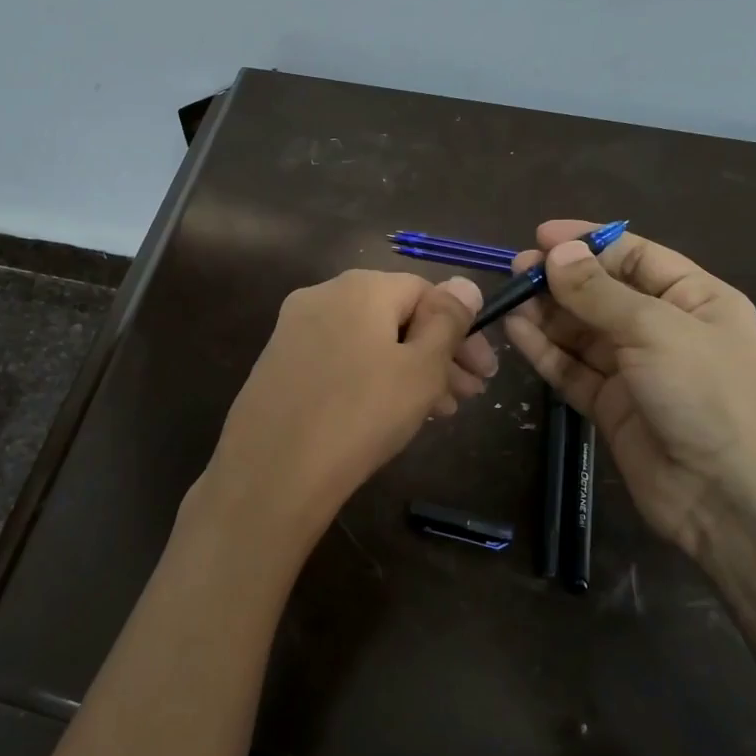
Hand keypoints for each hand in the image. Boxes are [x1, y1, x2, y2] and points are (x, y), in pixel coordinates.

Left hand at [188, 270, 495, 571]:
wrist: (272, 471)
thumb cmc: (361, 414)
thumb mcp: (421, 368)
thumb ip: (449, 322)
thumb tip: (466, 284)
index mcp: (360, 286)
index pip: (426, 291)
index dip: (462, 330)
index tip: (484, 373)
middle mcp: (323, 295)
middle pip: (396, 316)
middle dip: (438, 353)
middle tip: (468, 396)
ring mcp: (295, 329)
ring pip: (368, 341)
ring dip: (408, 369)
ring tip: (437, 411)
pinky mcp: (279, 363)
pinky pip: (339, 359)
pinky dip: (370, 378)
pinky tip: (388, 414)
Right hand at [503, 221, 755, 561]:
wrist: (730, 498)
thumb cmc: (709, 395)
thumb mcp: (656, 330)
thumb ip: (599, 292)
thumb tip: (557, 253)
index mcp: (695, 299)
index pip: (636, 256)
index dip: (589, 242)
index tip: (541, 235)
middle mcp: (664, 329)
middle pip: (603, 293)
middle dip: (562, 278)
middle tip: (517, 268)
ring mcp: (635, 370)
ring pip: (581, 331)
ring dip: (547, 313)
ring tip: (509, 296)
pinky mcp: (610, 406)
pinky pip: (571, 368)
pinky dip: (544, 350)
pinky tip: (516, 330)